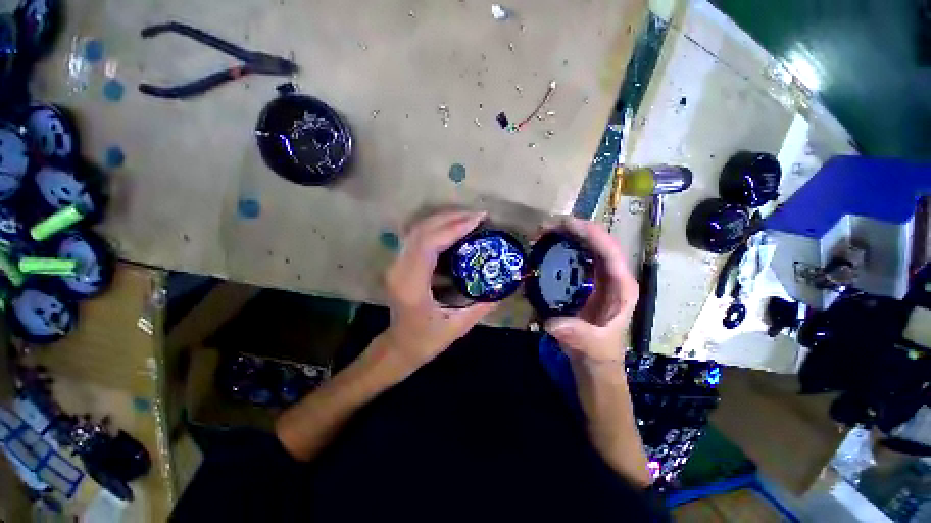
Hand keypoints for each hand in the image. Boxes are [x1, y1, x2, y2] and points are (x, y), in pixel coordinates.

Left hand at [382, 211, 498, 368]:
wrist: (399, 346)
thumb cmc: (426, 340)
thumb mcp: (458, 326)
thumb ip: (483, 305)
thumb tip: (507, 285)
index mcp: (411, 286)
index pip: (428, 244)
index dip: (453, 228)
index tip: (478, 220)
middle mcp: (399, 270)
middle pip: (421, 231)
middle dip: (451, 218)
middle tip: (477, 216)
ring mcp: (396, 264)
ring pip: (417, 230)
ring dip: (443, 220)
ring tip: (468, 218)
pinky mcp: (400, 263)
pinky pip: (417, 237)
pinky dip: (436, 228)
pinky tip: (454, 229)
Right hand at [544, 217, 638, 362]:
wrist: (594, 360)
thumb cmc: (599, 351)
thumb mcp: (591, 345)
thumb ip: (576, 335)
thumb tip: (553, 323)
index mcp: (621, 286)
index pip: (609, 251)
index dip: (590, 233)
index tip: (565, 224)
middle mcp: (612, 276)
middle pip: (597, 242)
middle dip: (573, 229)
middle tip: (545, 227)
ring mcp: (599, 277)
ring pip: (586, 246)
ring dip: (566, 234)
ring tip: (542, 232)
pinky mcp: (586, 281)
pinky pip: (576, 256)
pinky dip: (562, 247)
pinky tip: (546, 246)